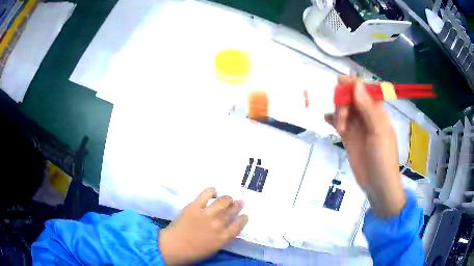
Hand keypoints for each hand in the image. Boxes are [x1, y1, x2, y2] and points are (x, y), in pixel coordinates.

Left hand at [159, 188, 247, 264]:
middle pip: (233, 210)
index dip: (243, 218)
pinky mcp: (195, 206)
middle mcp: (219, 224)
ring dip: (228, 198)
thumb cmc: (194, 252)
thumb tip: (228, 226)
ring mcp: (207, 214)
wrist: (174, 246)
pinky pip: (207, 193)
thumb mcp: (215, 248)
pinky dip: (212, 191)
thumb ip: (224, 237)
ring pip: (224, 200)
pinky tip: (213, 193)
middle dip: (238, 205)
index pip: (240, 224)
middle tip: (239, 202)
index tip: (244, 215)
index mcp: (224, 237)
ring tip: (227, 199)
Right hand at [325, 76, 405, 216]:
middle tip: (342, 115)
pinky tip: (329, 121)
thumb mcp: (378, 132)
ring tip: (340, 128)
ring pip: (344, 108)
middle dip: (344, 101)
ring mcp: (357, 126)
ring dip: (338, 112)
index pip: (365, 89)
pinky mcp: (349, 137)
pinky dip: (332, 119)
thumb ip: (368, 108)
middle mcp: (367, 115)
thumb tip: (356, 84)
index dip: (353, 84)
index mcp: (377, 111)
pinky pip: (339, 122)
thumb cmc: (383, 157)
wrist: (377, 184)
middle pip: (352, 97)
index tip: (340, 83)